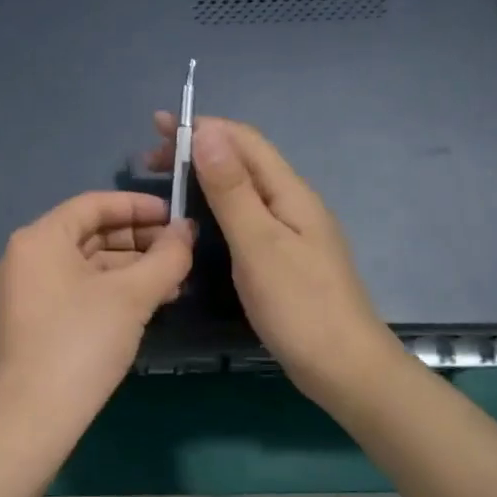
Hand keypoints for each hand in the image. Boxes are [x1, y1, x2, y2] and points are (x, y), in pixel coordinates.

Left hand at [0, 191, 194, 428]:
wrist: (35, 414)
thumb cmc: (82, 341)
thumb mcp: (132, 296)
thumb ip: (166, 257)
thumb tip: (186, 231)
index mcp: (39, 238)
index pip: (93, 204)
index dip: (137, 206)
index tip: (175, 215)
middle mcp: (26, 256)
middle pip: (89, 233)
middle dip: (138, 240)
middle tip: (180, 251)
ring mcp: (26, 289)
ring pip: (86, 264)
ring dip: (130, 269)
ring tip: (174, 281)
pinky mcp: (33, 319)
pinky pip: (76, 288)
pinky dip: (111, 290)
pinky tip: (148, 302)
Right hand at [150, 112, 402, 404]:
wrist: (345, 369)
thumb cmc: (299, 306)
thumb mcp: (258, 244)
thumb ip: (232, 190)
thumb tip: (209, 132)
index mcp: (289, 192)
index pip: (243, 140)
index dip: (201, 127)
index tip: (157, 128)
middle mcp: (292, 202)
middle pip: (243, 159)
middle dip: (198, 148)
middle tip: (151, 160)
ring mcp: (291, 229)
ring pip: (243, 185)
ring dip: (204, 173)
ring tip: (166, 181)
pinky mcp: (284, 254)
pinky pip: (245, 211)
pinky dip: (215, 201)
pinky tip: (199, 217)